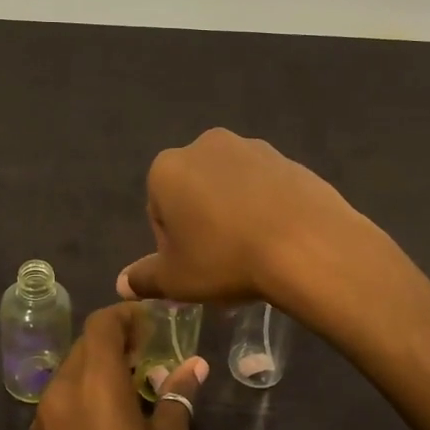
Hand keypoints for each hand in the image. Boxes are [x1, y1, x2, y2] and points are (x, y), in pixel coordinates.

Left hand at [27, 303, 207, 429]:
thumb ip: (177, 399)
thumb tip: (194, 366)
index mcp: (94, 386)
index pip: (102, 325)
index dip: (126, 315)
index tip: (153, 323)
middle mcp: (61, 392)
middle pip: (85, 345)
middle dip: (117, 341)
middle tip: (151, 353)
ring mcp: (43, 420)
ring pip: (71, 371)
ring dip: (101, 367)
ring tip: (136, 386)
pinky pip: (62, 399)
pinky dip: (85, 393)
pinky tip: (111, 420)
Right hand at [118, 128, 366, 309]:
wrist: (306, 244)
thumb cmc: (226, 259)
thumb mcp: (176, 279)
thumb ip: (144, 278)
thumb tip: (122, 283)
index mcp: (167, 168)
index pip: (158, 211)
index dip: (172, 245)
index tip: (193, 268)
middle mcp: (204, 145)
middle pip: (193, 192)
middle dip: (202, 223)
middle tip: (221, 263)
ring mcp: (250, 147)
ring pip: (230, 187)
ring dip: (233, 213)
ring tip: (253, 252)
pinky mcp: (287, 158)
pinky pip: (264, 187)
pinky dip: (264, 207)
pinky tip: (278, 238)